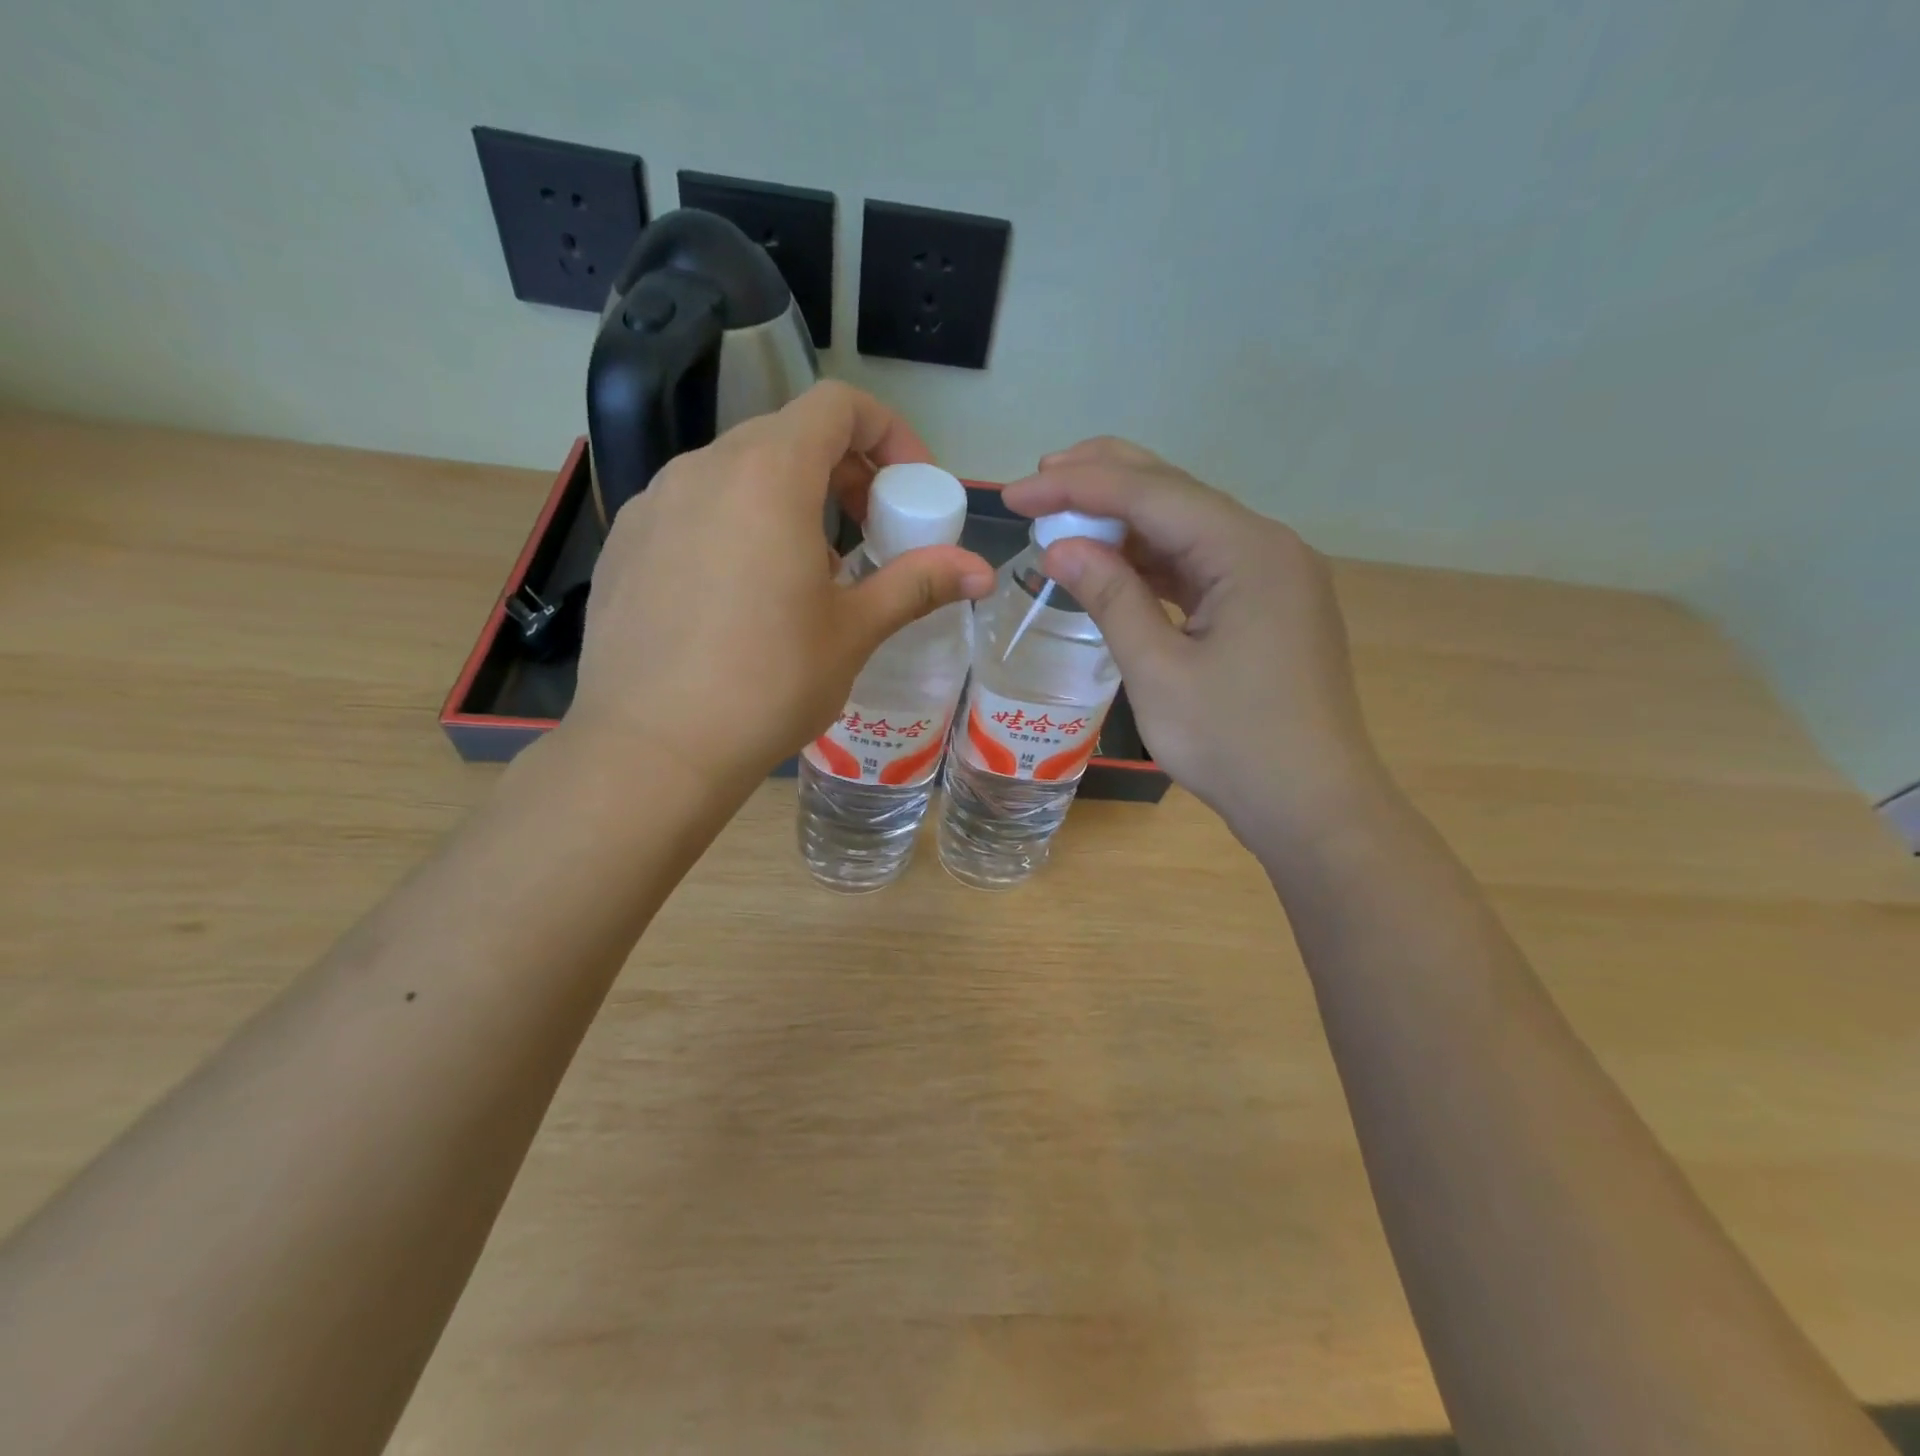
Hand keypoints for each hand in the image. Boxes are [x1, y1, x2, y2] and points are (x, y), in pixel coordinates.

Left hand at [569, 382, 994, 788]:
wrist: (652, 748)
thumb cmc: (768, 683)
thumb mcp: (854, 632)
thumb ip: (917, 584)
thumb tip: (981, 570)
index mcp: (768, 476)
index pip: (837, 405)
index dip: (888, 433)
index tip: (908, 489)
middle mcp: (704, 469)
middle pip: (789, 436)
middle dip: (844, 473)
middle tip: (869, 534)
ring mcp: (654, 503)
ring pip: (738, 474)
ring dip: (789, 502)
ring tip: (807, 575)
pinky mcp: (625, 542)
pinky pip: (694, 510)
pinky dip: (737, 527)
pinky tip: (741, 598)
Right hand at [1003, 438, 1390, 844]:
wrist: (1311, 806)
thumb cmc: (1233, 743)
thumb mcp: (1159, 671)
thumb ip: (1111, 598)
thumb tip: (1059, 547)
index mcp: (1248, 551)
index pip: (1152, 494)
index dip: (1077, 487)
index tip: (1016, 494)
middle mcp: (1267, 547)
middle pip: (1175, 493)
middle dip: (1104, 481)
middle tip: (1039, 480)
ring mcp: (1271, 576)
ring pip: (1187, 528)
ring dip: (1125, 522)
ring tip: (1063, 517)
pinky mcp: (1265, 606)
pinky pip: (1199, 566)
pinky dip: (1152, 562)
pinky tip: (1112, 563)